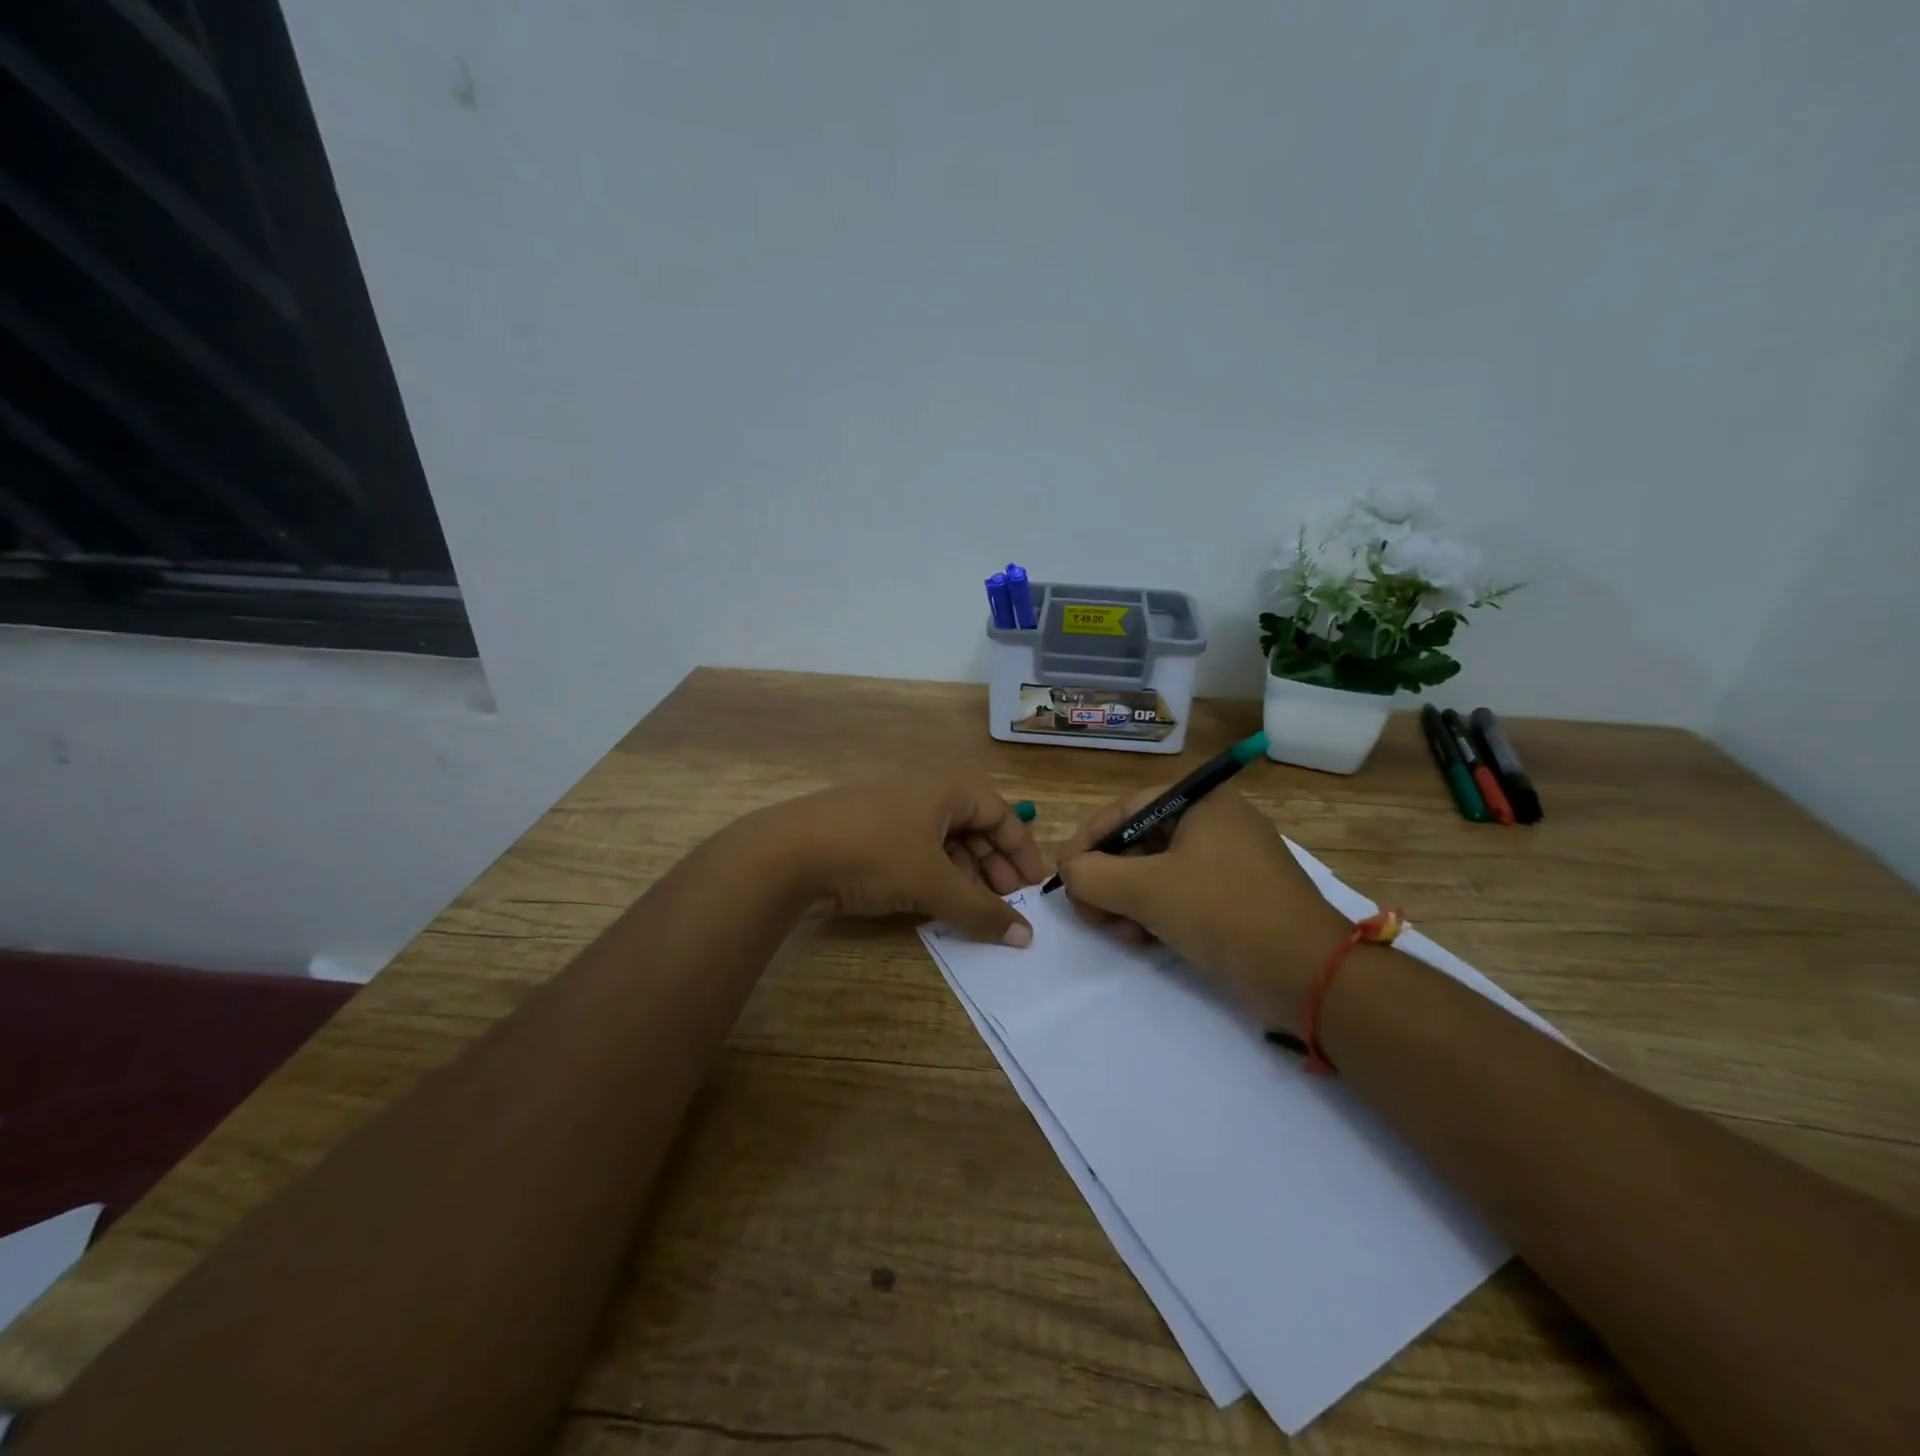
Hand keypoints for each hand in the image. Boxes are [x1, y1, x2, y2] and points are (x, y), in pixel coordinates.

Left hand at [758, 776, 1048, 944]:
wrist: (787, 853)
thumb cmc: (875, 853)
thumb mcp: (933, 884)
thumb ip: (981, 911)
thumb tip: (1024, 937)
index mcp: (946, 789)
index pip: (1000, 813)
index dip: (1021, 849)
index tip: (1034, 887)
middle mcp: (923, 793)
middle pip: (973, 827)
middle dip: (993, 865)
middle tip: (1005, 902)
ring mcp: (892, 812)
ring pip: (943, 842)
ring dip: (964, 875)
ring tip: (973, 910)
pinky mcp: (867, 834)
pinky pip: (915, 852)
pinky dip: (933, 876)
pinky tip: (935, 905)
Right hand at [1054, 786, 1350, 1029]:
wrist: (1310, 974)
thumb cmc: (1223, 912)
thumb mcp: (1145, 890)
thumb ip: (1092, 875)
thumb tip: (1070, 871)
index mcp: (1202, 801)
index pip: (1125, 809)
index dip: (1088, 840)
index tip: (1064, 874)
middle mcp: (1217, 821)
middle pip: (1140, 841)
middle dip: (1108, 878)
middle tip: (1089, 912)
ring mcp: (1232, 860)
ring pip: (1158, 871)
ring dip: (1128, 900)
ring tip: (1119, 932)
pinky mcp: (1240, 895)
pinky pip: (1183, 892)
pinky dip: (1157, 912)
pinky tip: (1145, 939)